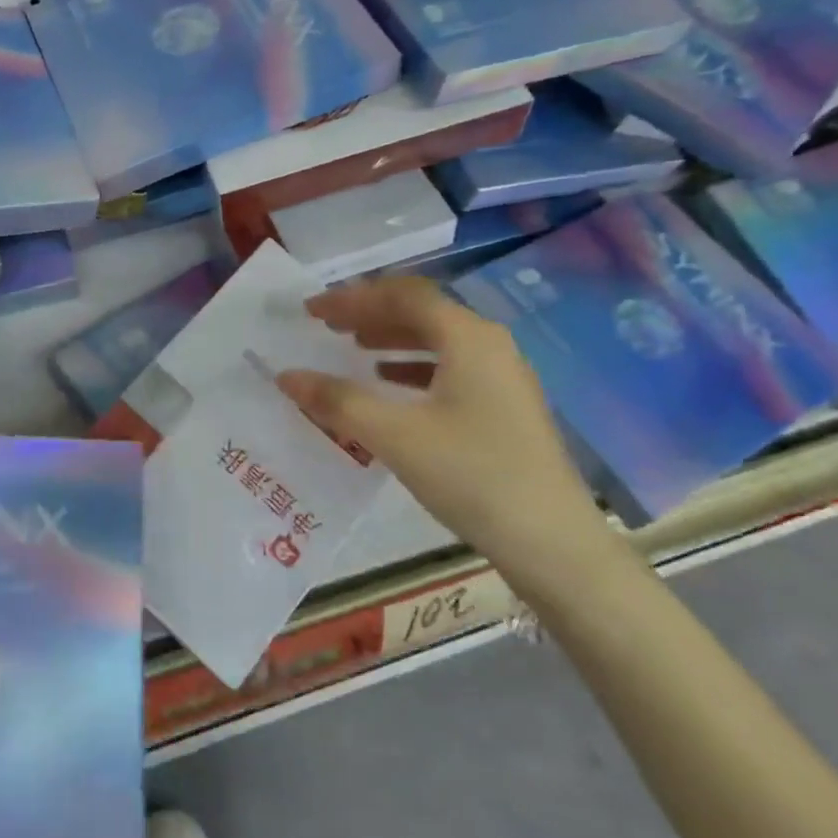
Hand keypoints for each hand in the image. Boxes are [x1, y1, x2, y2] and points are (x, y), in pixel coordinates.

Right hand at [277, 276, 619, 597]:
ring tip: (352, 349)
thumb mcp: (395, 436)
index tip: (312, 311)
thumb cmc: (471, 475)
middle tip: (326, 326)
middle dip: (369, 314)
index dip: (352, 298)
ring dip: (390, 338)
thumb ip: (337, 401)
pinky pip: (449, 367)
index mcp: (468, 337)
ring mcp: (502, 375)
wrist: (551, 541)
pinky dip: (411, 367)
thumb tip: (286, 376)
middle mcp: (489, 344)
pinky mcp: (504, 405)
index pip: (402, 296)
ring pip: (437, 340)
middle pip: (421, 312)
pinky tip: (389, 386)